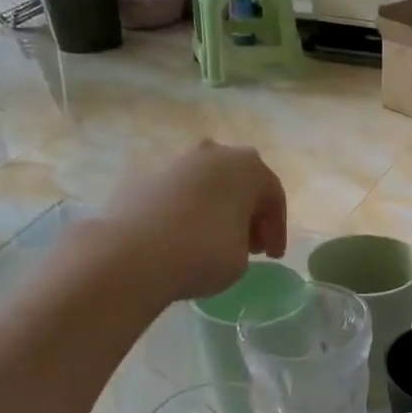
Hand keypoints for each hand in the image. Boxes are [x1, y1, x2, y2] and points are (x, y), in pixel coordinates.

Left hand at [103, 141, 287, 301]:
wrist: (134, 254)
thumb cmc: (205, 253)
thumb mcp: (243, 258)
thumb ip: (244, 240)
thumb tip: (229, 236)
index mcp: (247, 167)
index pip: (273, 197)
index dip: (277, 229)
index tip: (273, 257)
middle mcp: (213, 154)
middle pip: (240, 184)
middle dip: (248, 214)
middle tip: (251, 245)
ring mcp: (175, 163)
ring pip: (207, 186)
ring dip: (217, 210)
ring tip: (217, 242)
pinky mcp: (144, 179)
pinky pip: (179, 196)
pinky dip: (187, 213)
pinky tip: (184, 240)